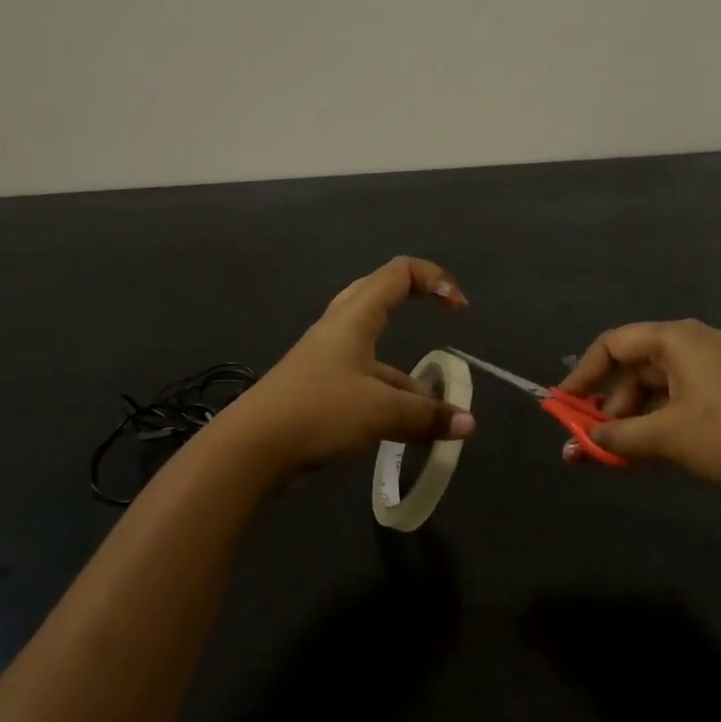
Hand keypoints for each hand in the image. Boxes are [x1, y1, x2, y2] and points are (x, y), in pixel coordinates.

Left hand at [221, 256, 475, 476]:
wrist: (252, 448)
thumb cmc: (318, 411)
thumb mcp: (380, 412)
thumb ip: (426, 416)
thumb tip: (468, 424)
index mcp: (355, 317)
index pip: (399, 273)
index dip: (435, 280)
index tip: (460, 310)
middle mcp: (340, 329)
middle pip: (381, 296)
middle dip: (416, 303)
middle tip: (443, 323)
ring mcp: (327, 360)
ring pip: (376, 351)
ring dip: (407, 375)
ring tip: (435, 414)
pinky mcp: (319, 389)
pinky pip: (364, 381)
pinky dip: (390, 398)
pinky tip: (406, 432)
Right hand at [559, 319, 720, 501]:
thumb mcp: (667, 438)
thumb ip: (617, 437)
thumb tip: (581, 442)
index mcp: (678, 339)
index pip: (613, 344)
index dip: (583, 374)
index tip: (563, 404)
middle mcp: (697, 342)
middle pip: (636, 365)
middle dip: (610, 403)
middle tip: (595, 437)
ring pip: (660, 384)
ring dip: (635, 415)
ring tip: (623, 452)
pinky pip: (684, 394)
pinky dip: (662, 418)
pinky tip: (654, 448)